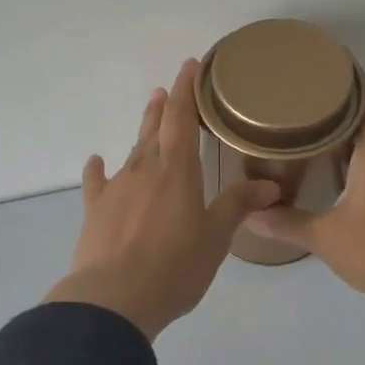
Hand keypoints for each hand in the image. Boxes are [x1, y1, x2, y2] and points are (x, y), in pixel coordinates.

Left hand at [43, 60, 280, 340]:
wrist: (114, 298)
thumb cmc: (174, 267)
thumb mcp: (215, 238)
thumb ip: (237, 206)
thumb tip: (270, 185)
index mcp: (177, 171)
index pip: (182, 119)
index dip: (186, 90)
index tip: (190, 65)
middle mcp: (144, 171)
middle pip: (155, 131)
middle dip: (163, 107)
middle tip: (166, 89)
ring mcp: (115, 190)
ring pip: (131, 152)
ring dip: (141, 133)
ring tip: (147, 114)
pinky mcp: (94, 211)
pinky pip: (96, 183)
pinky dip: (97, 171)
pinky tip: (95, 162)